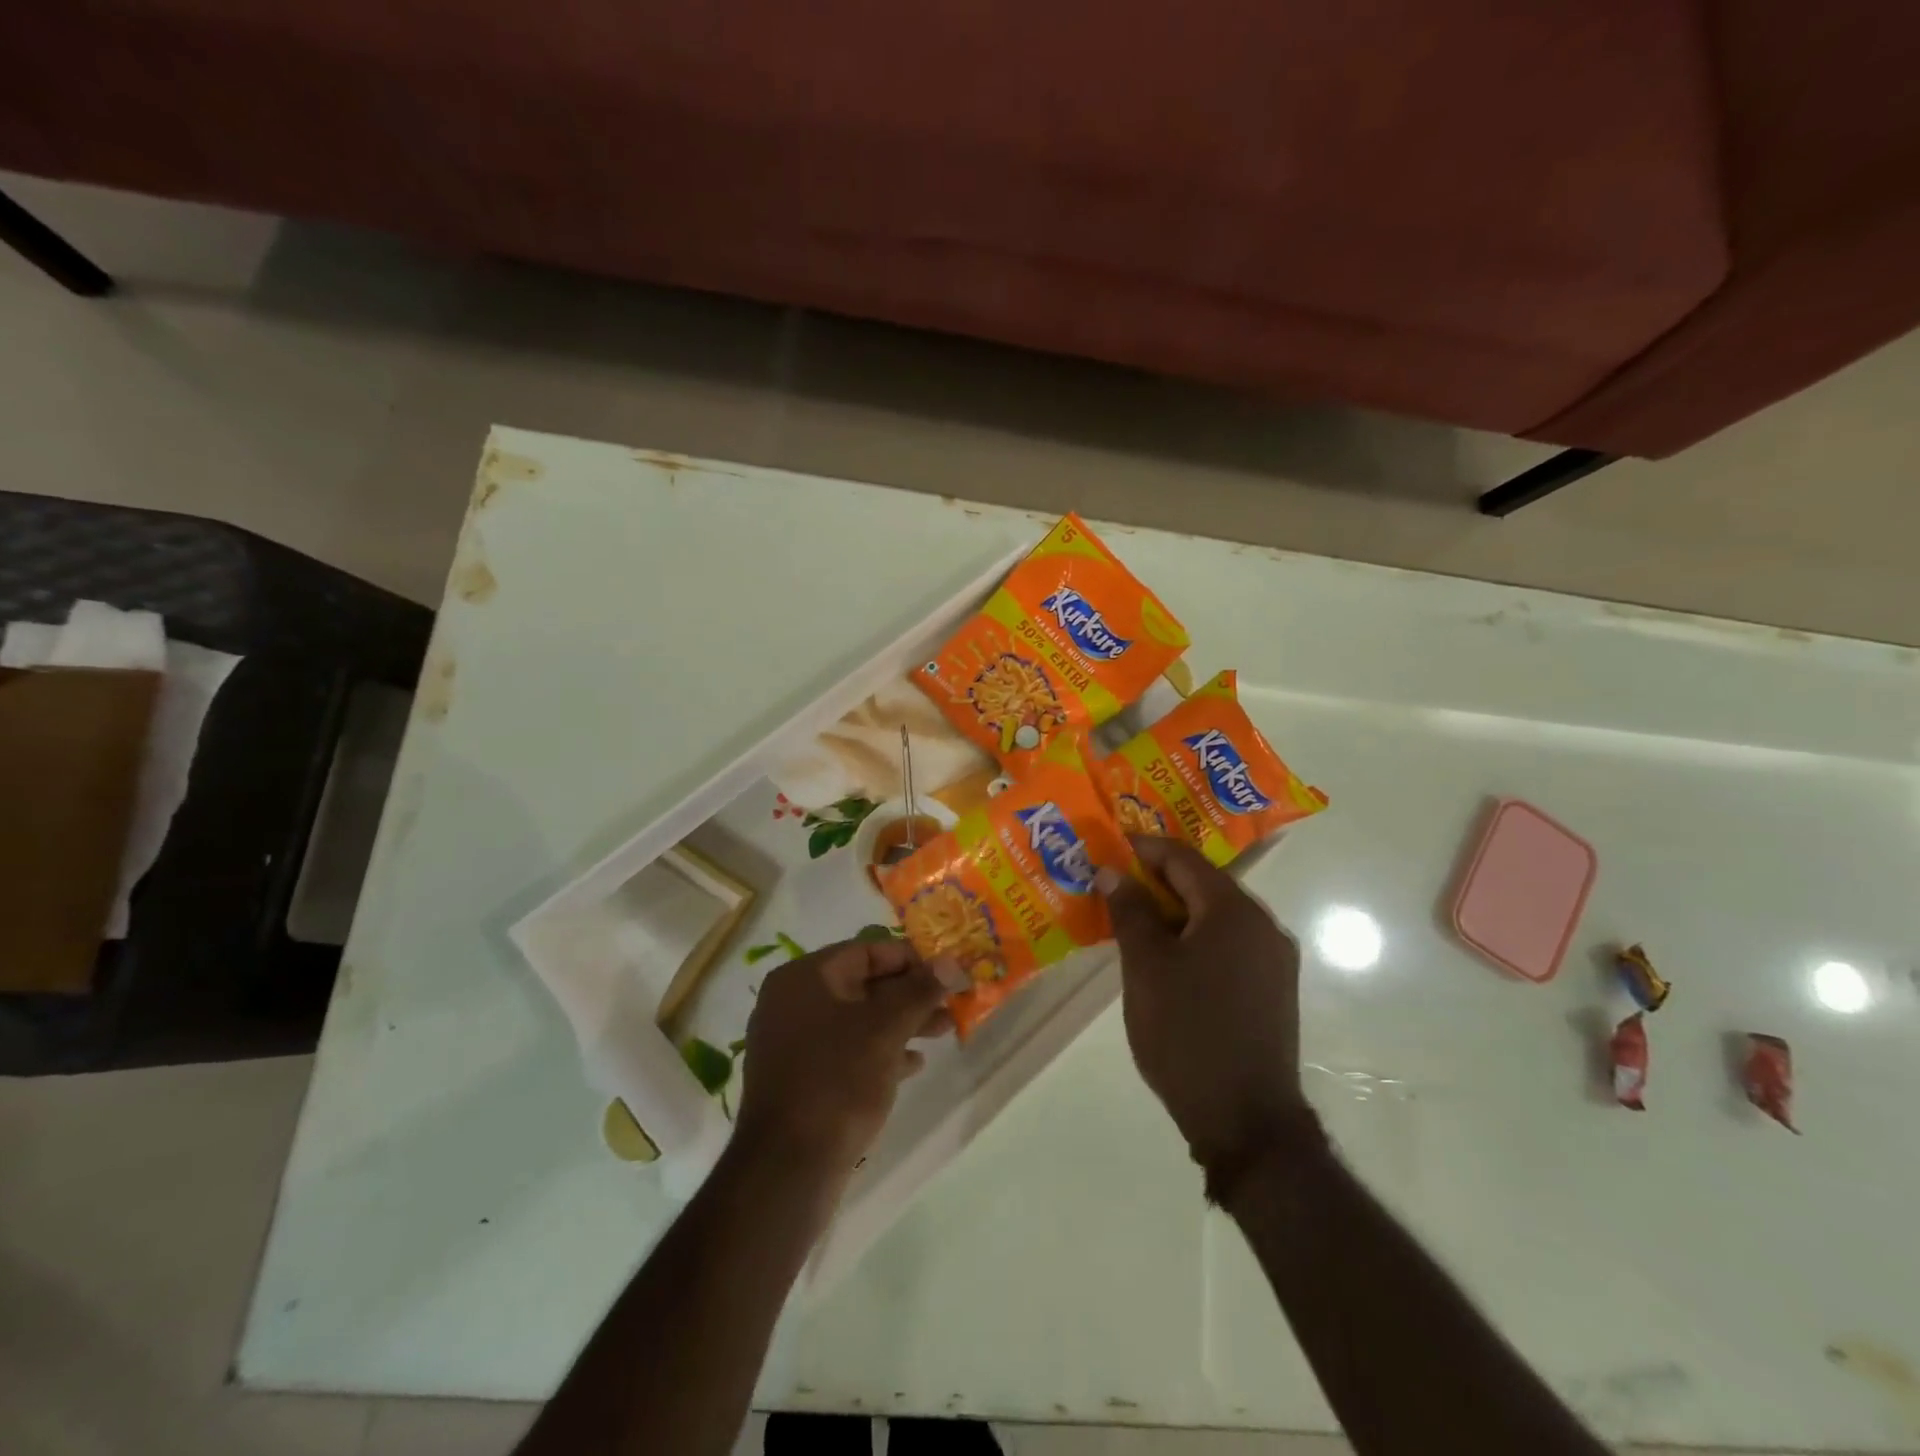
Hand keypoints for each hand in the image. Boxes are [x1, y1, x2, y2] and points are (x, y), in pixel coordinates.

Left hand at [733, 938, 961, 1178]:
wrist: (788, 1168)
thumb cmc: (837, 1081)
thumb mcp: (886, 1029)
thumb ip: (920, 990)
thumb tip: (952, 961)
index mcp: (803, 978)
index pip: (866, 951)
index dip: (911, 959)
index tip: (947, 974)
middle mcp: (792, 1002)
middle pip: (863, 984)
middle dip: (910, 994)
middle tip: (951, 1005)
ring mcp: (793, 1041)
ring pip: (857, 1019)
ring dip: (901, 1022)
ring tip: (943, 1032)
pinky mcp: (800, 1077)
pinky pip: (846, 1050)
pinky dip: (880, 1051)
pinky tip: (913, 1065)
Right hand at [1097, 836, 1313, 1177]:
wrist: (1246, 1121)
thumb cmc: (1187, 1034)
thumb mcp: (1146, 967)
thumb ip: (1130, 911)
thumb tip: (1113, 871)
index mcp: (1234, 911)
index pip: (1184, 858)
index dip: (1145, 848)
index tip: (1110, 847)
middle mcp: (1264, 925)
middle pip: (1205, 884)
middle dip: (1159, 879)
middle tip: (1116, 884)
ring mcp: (1274, 959)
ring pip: (1217, 916)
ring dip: (1177, 910)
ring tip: (1135, 918)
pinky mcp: (1274, 989)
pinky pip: (1230, 943)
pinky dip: (1196, 937)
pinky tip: (1169, 956)